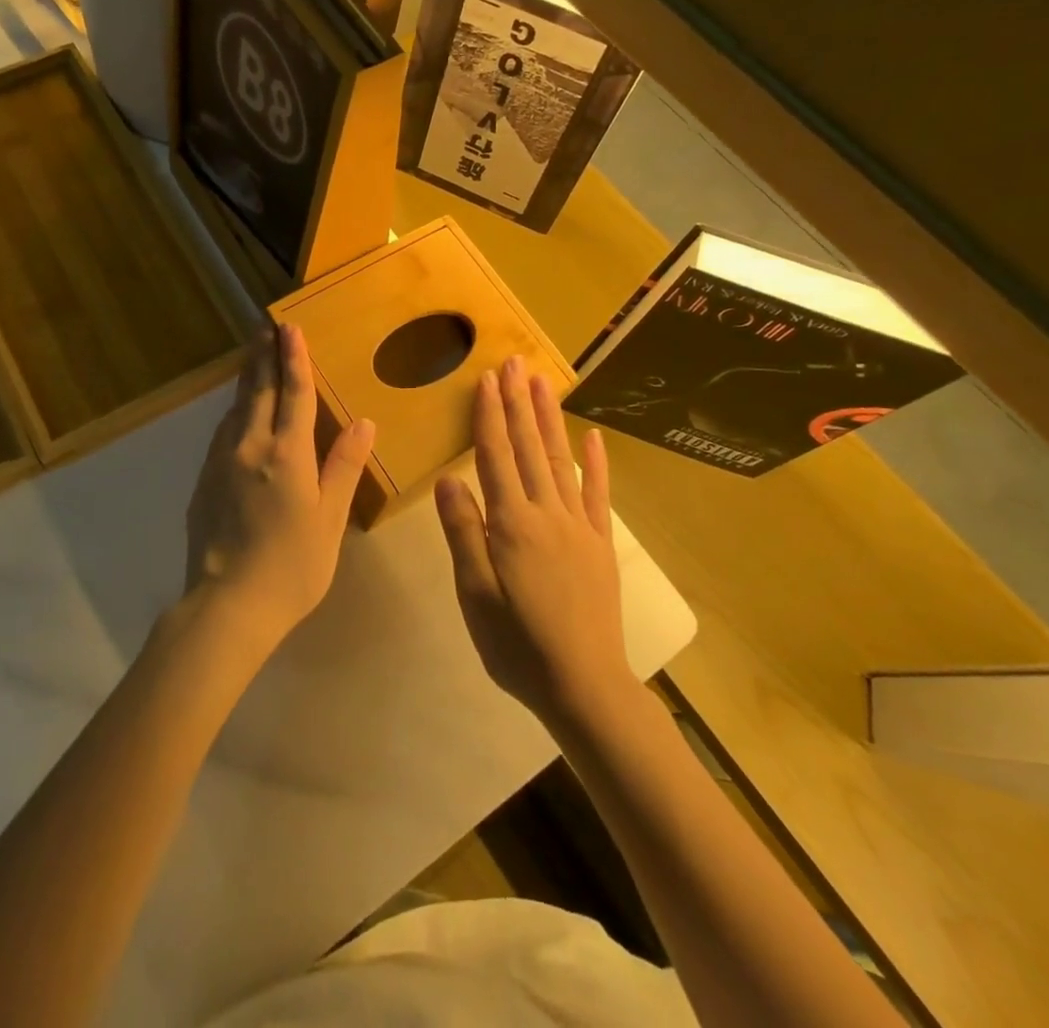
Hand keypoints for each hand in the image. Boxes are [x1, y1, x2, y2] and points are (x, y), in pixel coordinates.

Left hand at [185, 324, 375, 646]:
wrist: (228, 605)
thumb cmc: (293, 566)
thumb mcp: (330, 519)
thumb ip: (344, 466)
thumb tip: (362, 421)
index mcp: (287, 454)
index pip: (293, 394)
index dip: (295, 359)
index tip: (291, 327)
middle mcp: (250, 447)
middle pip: (259, 391)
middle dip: (265, 356)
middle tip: (266, 326)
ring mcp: (221, 462)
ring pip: (236, 408)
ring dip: (248, 378)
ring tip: (253, 356)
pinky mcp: (204, 480)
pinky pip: (223, 432)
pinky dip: (234, 410)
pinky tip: (237, 412)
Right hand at [435, 356, 631, 724]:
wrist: (584, 686)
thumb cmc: (517, 645)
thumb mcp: (475, 595)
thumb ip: (463, 533)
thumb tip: (449, 479)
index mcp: (511, 524)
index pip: (496, 456)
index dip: (489, 415)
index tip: (487, 378)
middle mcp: (546, 514)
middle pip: (529, 448)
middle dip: (519, 402)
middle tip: (516, 362)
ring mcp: (578, 526)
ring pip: (560, 461)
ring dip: (549, 419)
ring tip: (543, 383)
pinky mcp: (599, 544)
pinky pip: (598, 495)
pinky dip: (596, 464)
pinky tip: (593, 438)